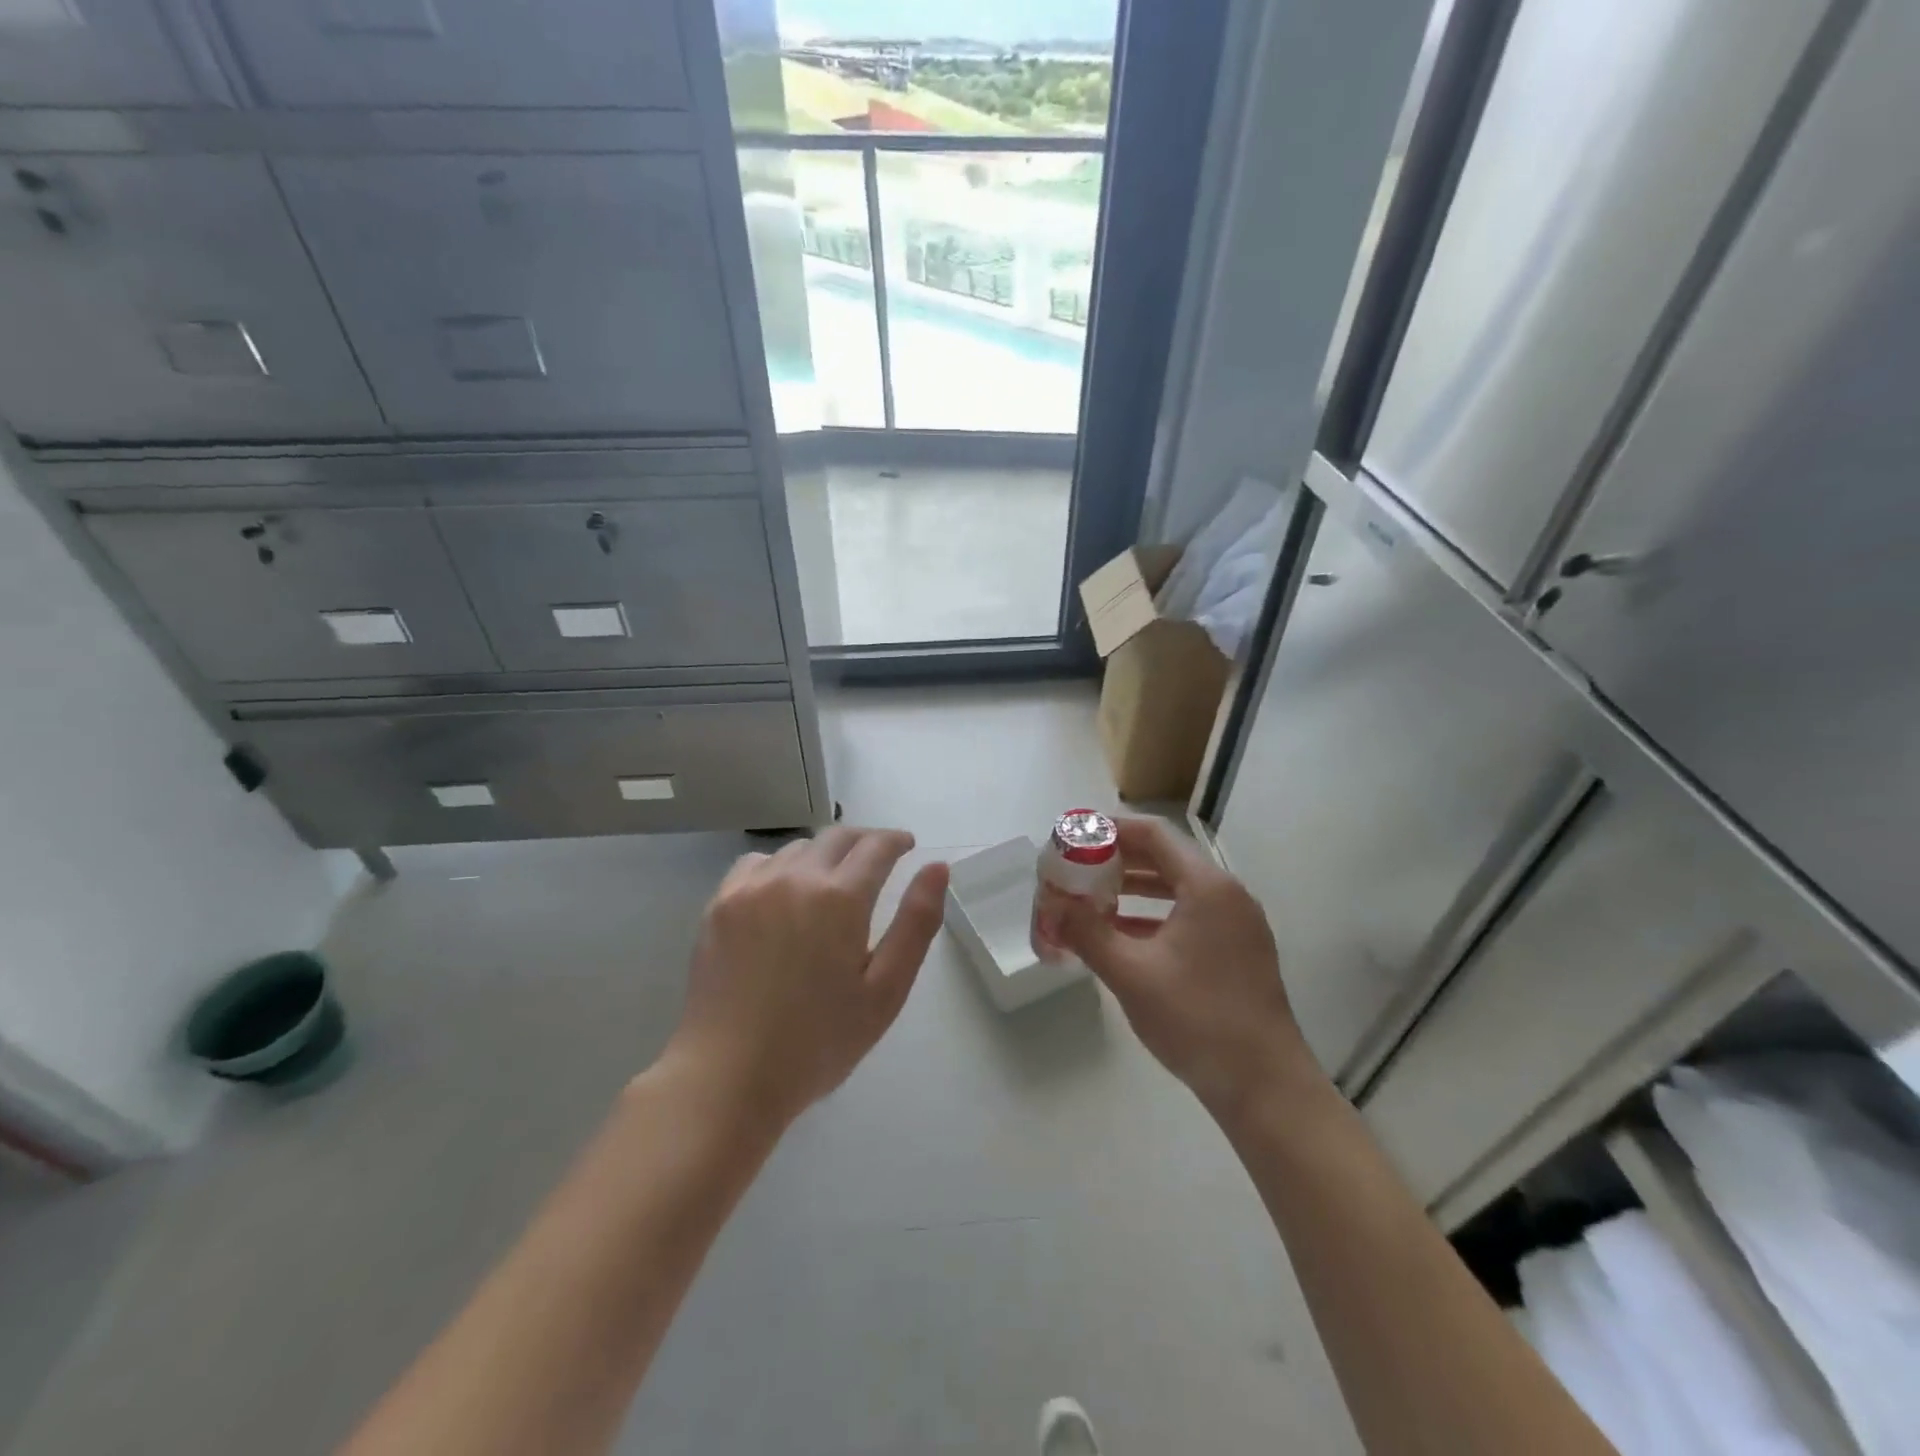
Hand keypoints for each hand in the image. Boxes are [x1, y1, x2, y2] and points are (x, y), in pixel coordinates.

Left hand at [666, 827, 948, 1130]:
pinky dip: (781, 866)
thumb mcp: (885, 991)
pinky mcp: (720, 904)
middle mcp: (795, 878)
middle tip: (879, 859)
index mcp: (840, 898)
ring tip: (833, 880)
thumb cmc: (818, 1042)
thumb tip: (937, 868)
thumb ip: (916, 924)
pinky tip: (783, 893)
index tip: (907, 846)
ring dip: (824, 854)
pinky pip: (757, 864)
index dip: (896, 840)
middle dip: (864, 841)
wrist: (728, 1076)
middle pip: (836, 837)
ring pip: (797, 848)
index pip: (876, 846)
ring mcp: (751, 888)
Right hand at [1059, 817, 1315, 1118]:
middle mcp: (1227, 895)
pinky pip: (1189, 916)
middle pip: (1166, 858)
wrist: (1265, 1087)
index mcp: (1208, 887)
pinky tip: (1121, 935)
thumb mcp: (1131, 974)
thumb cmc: (1197, 1019)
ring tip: (1090, 899)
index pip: (1154, 834)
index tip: (1074, 837)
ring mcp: (1236, 925)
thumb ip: (1086, 933)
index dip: (1111, 830)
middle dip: (1118, 861)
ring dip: (1134, 889)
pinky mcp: (1237, 952)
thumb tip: (1052, 906)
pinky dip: (1154, 916)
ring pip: (1177, 889)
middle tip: (1075, 869)